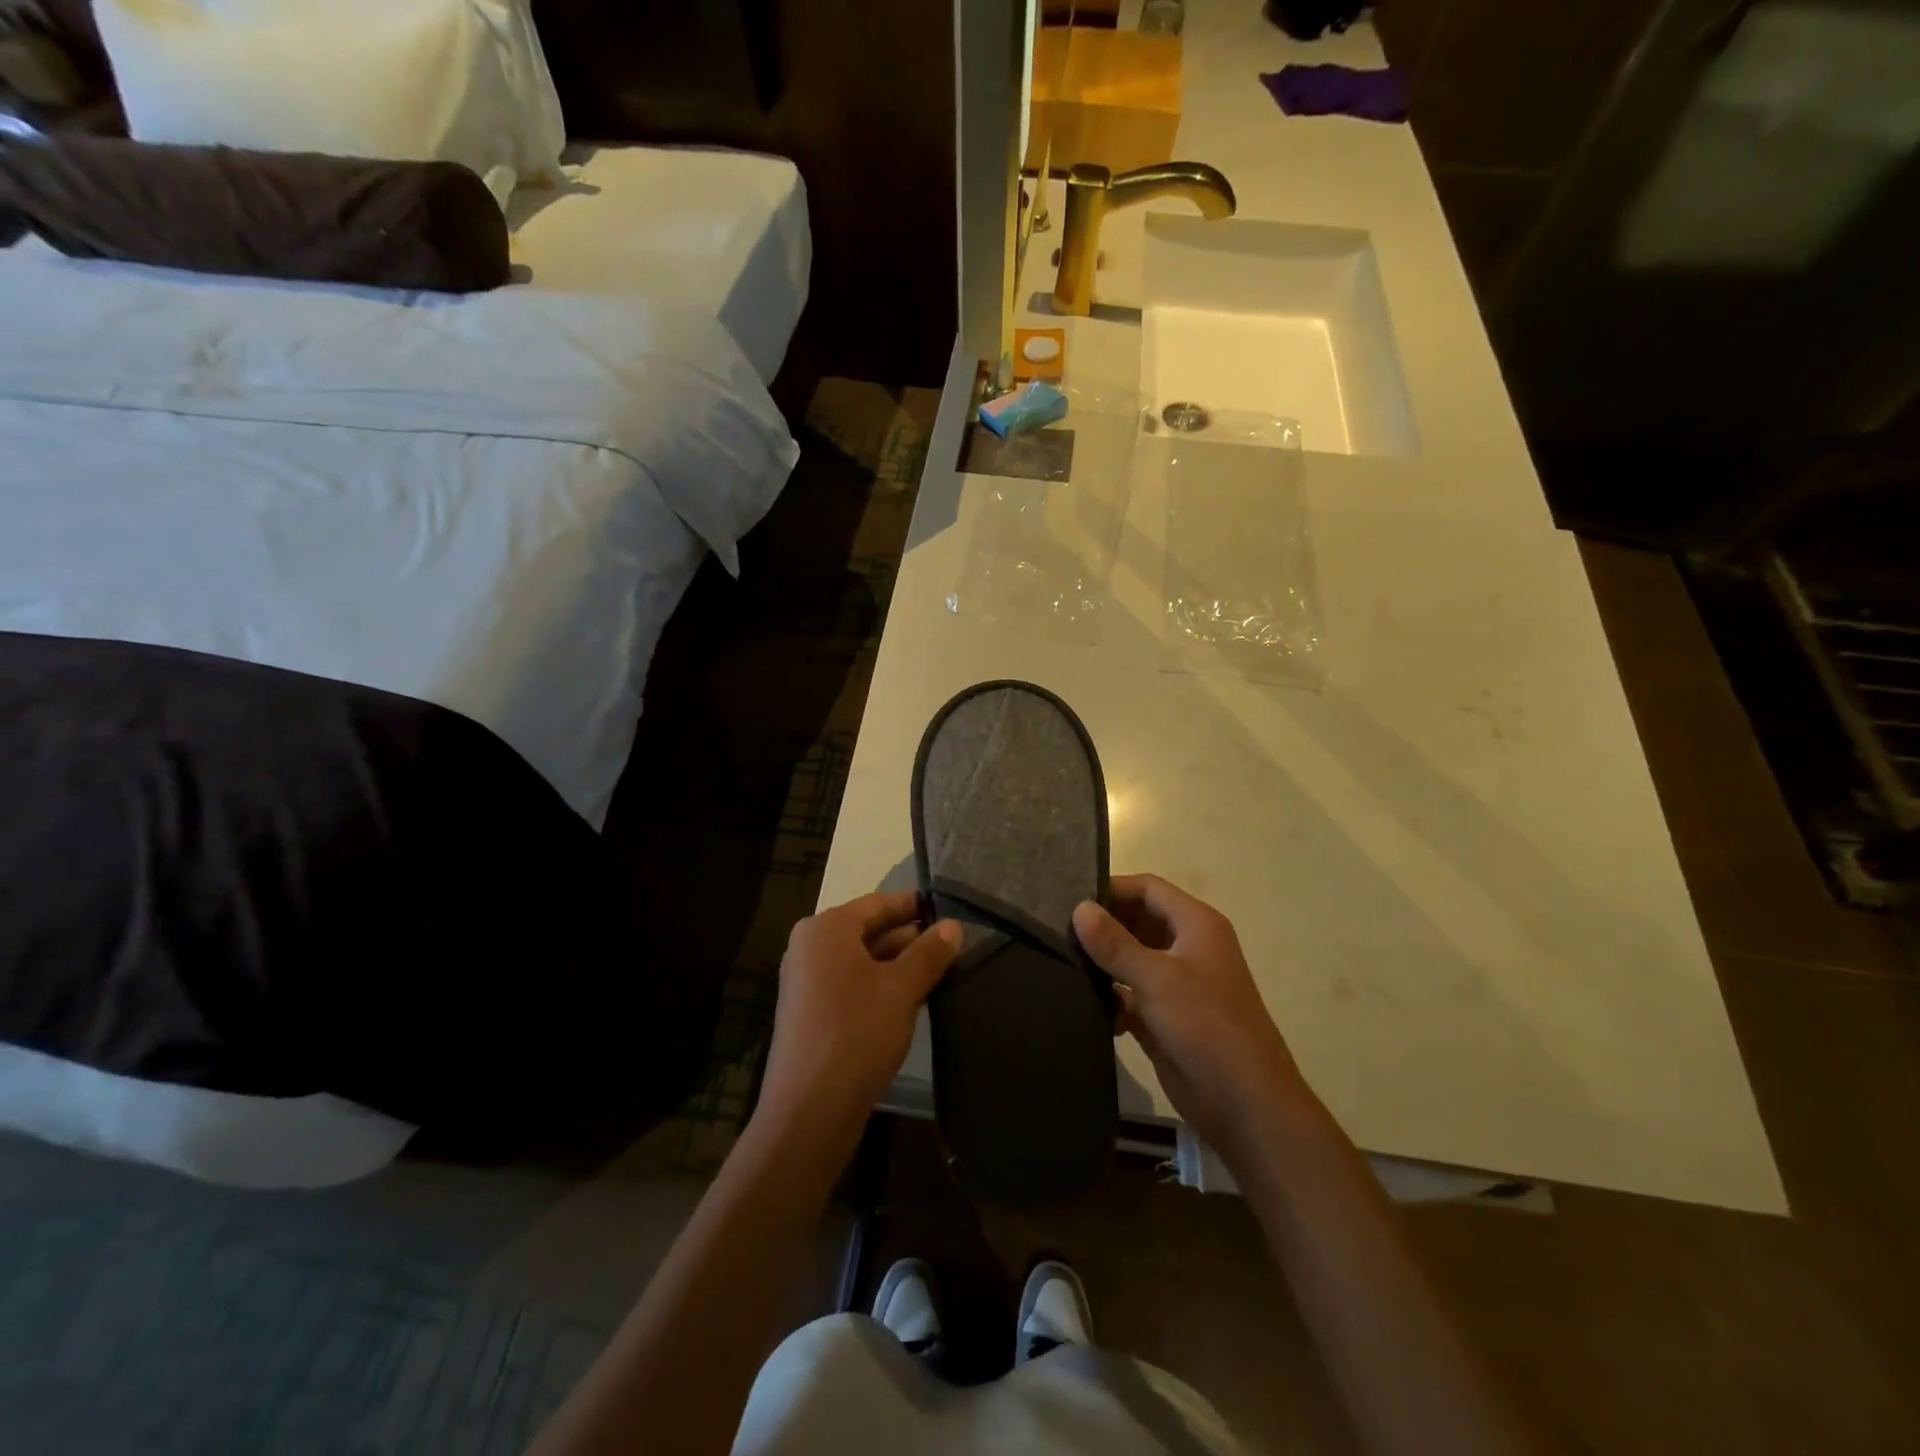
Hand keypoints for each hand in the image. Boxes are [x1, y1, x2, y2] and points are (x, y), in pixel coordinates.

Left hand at [753, 892, 960, 1174]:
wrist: (809, 1110)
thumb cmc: (857, 1032)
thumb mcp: (902, 988)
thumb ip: (929, 952)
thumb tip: (953, 925)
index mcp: (826, 929)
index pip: (878, 903)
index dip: (913, 905)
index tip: (947, 908)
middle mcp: (810, 948)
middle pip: (868, 931)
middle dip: (909, 937)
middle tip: (952, 943)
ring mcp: (807, 983)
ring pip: (862, 961)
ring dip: (898, 964)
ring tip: (941, 969)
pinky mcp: (811, 1014)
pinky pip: (852, 986)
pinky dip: (881, 986)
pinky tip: (912, 999)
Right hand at [1074, 875, 1310, 1168]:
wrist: (1245, 1103)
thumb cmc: (1205, 1026)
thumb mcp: (1156, 978)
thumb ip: (1114, 943)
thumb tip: (1079, 908)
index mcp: (1196, 925)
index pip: (1148, 888)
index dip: (1112, 888)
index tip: (1069, 897)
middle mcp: (1187, 947)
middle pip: (1138, 920)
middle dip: (1103, 925)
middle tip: (1058, 928)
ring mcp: (1177, 984)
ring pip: (1132, 958)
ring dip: (1104, 962)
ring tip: (1062, 960)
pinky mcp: (1165, 1017)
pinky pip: (1130, 994)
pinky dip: (1111, 996)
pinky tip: (1087, 1004)